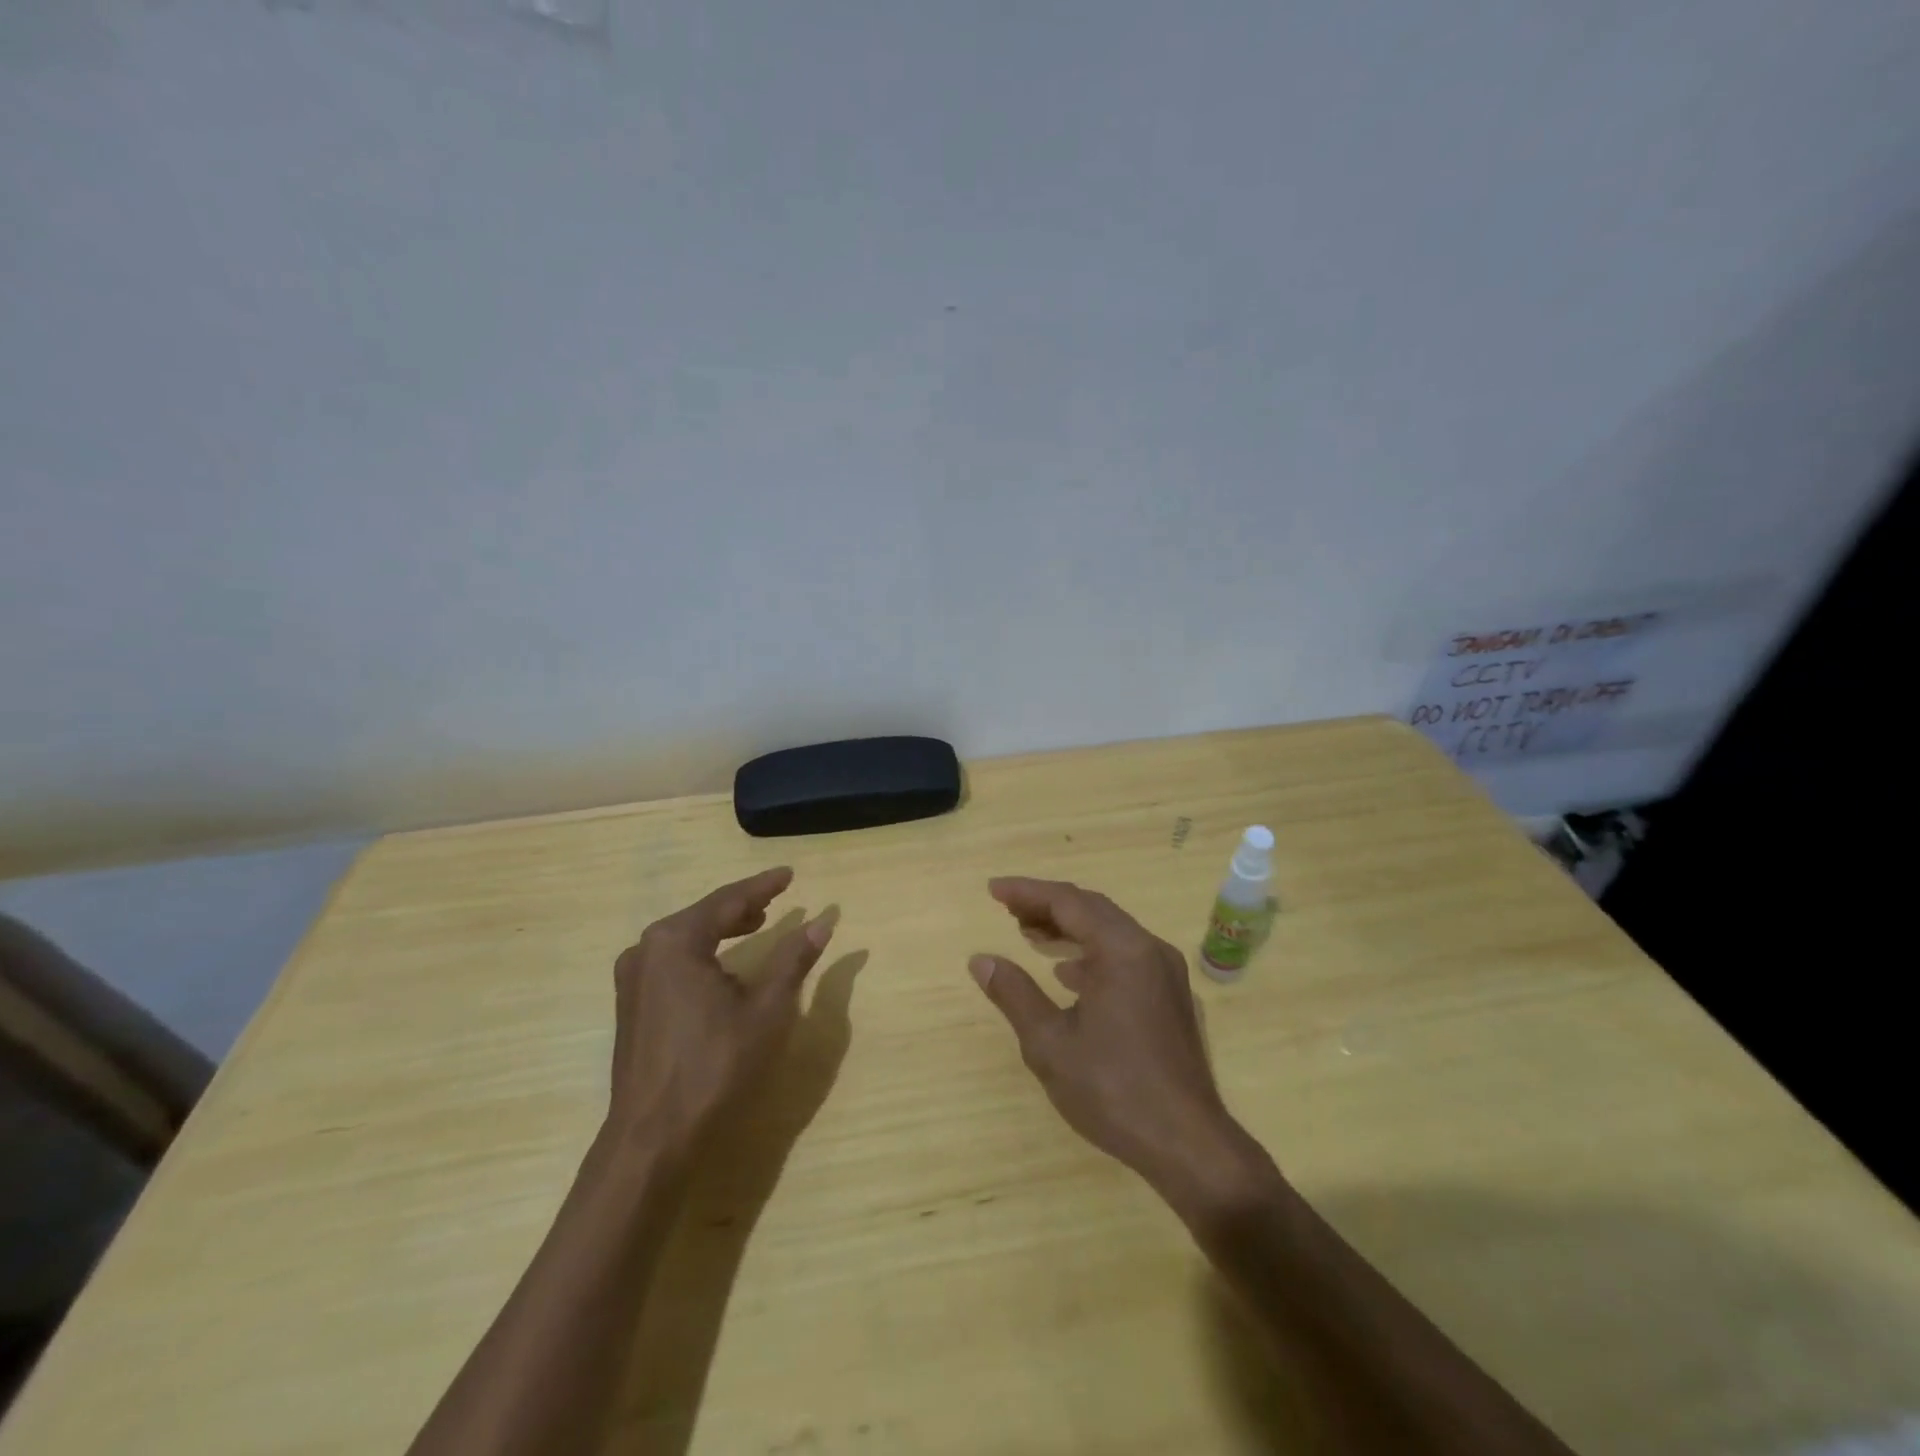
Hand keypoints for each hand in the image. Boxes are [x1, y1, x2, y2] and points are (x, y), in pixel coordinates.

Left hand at [609, 867, 832, 1158]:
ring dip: (722, 928)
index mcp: (676, 941)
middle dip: (742, 906)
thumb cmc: (714, 1066)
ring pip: (687, 937)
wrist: (653, 1137)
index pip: (728, 901)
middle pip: (704, 915)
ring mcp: (633, 978)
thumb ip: (793, 961)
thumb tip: (821, 924)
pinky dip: (704, 952)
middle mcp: (646, 950)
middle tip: (776, 898)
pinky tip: (723, 964)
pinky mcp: (632, 1004)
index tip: (788, 874)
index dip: (762, 887)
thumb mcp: (766, 1010)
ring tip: (756, 923)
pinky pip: (674, 960)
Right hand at [970, 878, 1256, 1211]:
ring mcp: (1165, 972)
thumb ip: (1014, 994)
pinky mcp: (1170, 997)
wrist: (1188, 1144)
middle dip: (1047, 905)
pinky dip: (1091, 952)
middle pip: (1092, 909)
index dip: (1027, 891)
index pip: (1068, 901)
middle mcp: (1149, 949)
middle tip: (1007, 909)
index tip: (993, 890)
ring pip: (1111, 931)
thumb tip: (982, 960)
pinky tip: (1068, 973)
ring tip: (1030, 933)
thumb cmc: (1113, 1090)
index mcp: (1122, 950)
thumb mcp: (1050, 1043)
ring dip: (1069, 927)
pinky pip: (1125, 955)